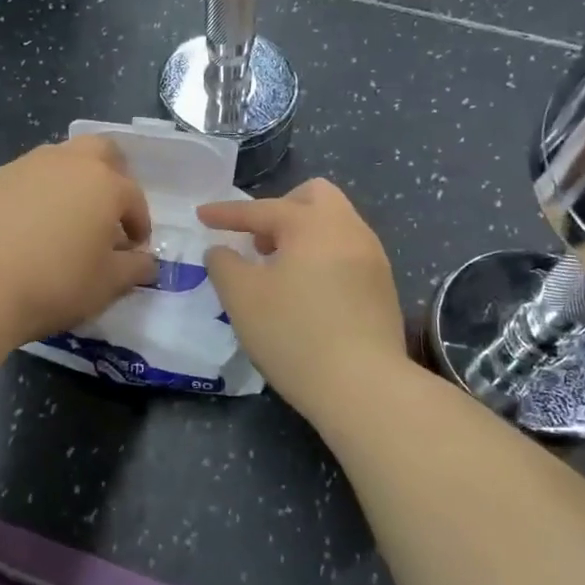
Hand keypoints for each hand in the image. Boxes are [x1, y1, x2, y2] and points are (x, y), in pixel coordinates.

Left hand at [0, 136, 157, 345]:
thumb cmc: (55, 283)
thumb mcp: (107, 285)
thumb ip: (134, 269)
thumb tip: (146, 262)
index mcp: (103, 184)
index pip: (134, 197)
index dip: (140, 224)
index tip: (134, 249)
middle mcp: (66, 163)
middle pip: (100, 151)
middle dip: (112, 176)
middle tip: (107, 212)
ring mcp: (23, 167)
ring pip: (58, 161)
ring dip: (70, 183)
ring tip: (64, 221)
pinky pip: (23, 180)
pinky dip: (34, 197)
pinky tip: (24, 230)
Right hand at [198, 180, 407, 416]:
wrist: (364, 387)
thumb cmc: (294, 334)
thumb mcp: (242, 297)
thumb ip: (224, 264)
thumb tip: (222, 251)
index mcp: (313, 224)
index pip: (262, 209)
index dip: (227, 213)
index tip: (201, 217)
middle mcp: (349, 230)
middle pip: (314, 197)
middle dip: (280, 210)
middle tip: (259, 243)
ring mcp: (373, 258)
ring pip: (335, 226)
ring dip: (303, 236)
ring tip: (280, 271)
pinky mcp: (383, 288)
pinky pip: (347, 254)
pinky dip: (322, 258)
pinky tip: (308, 293)